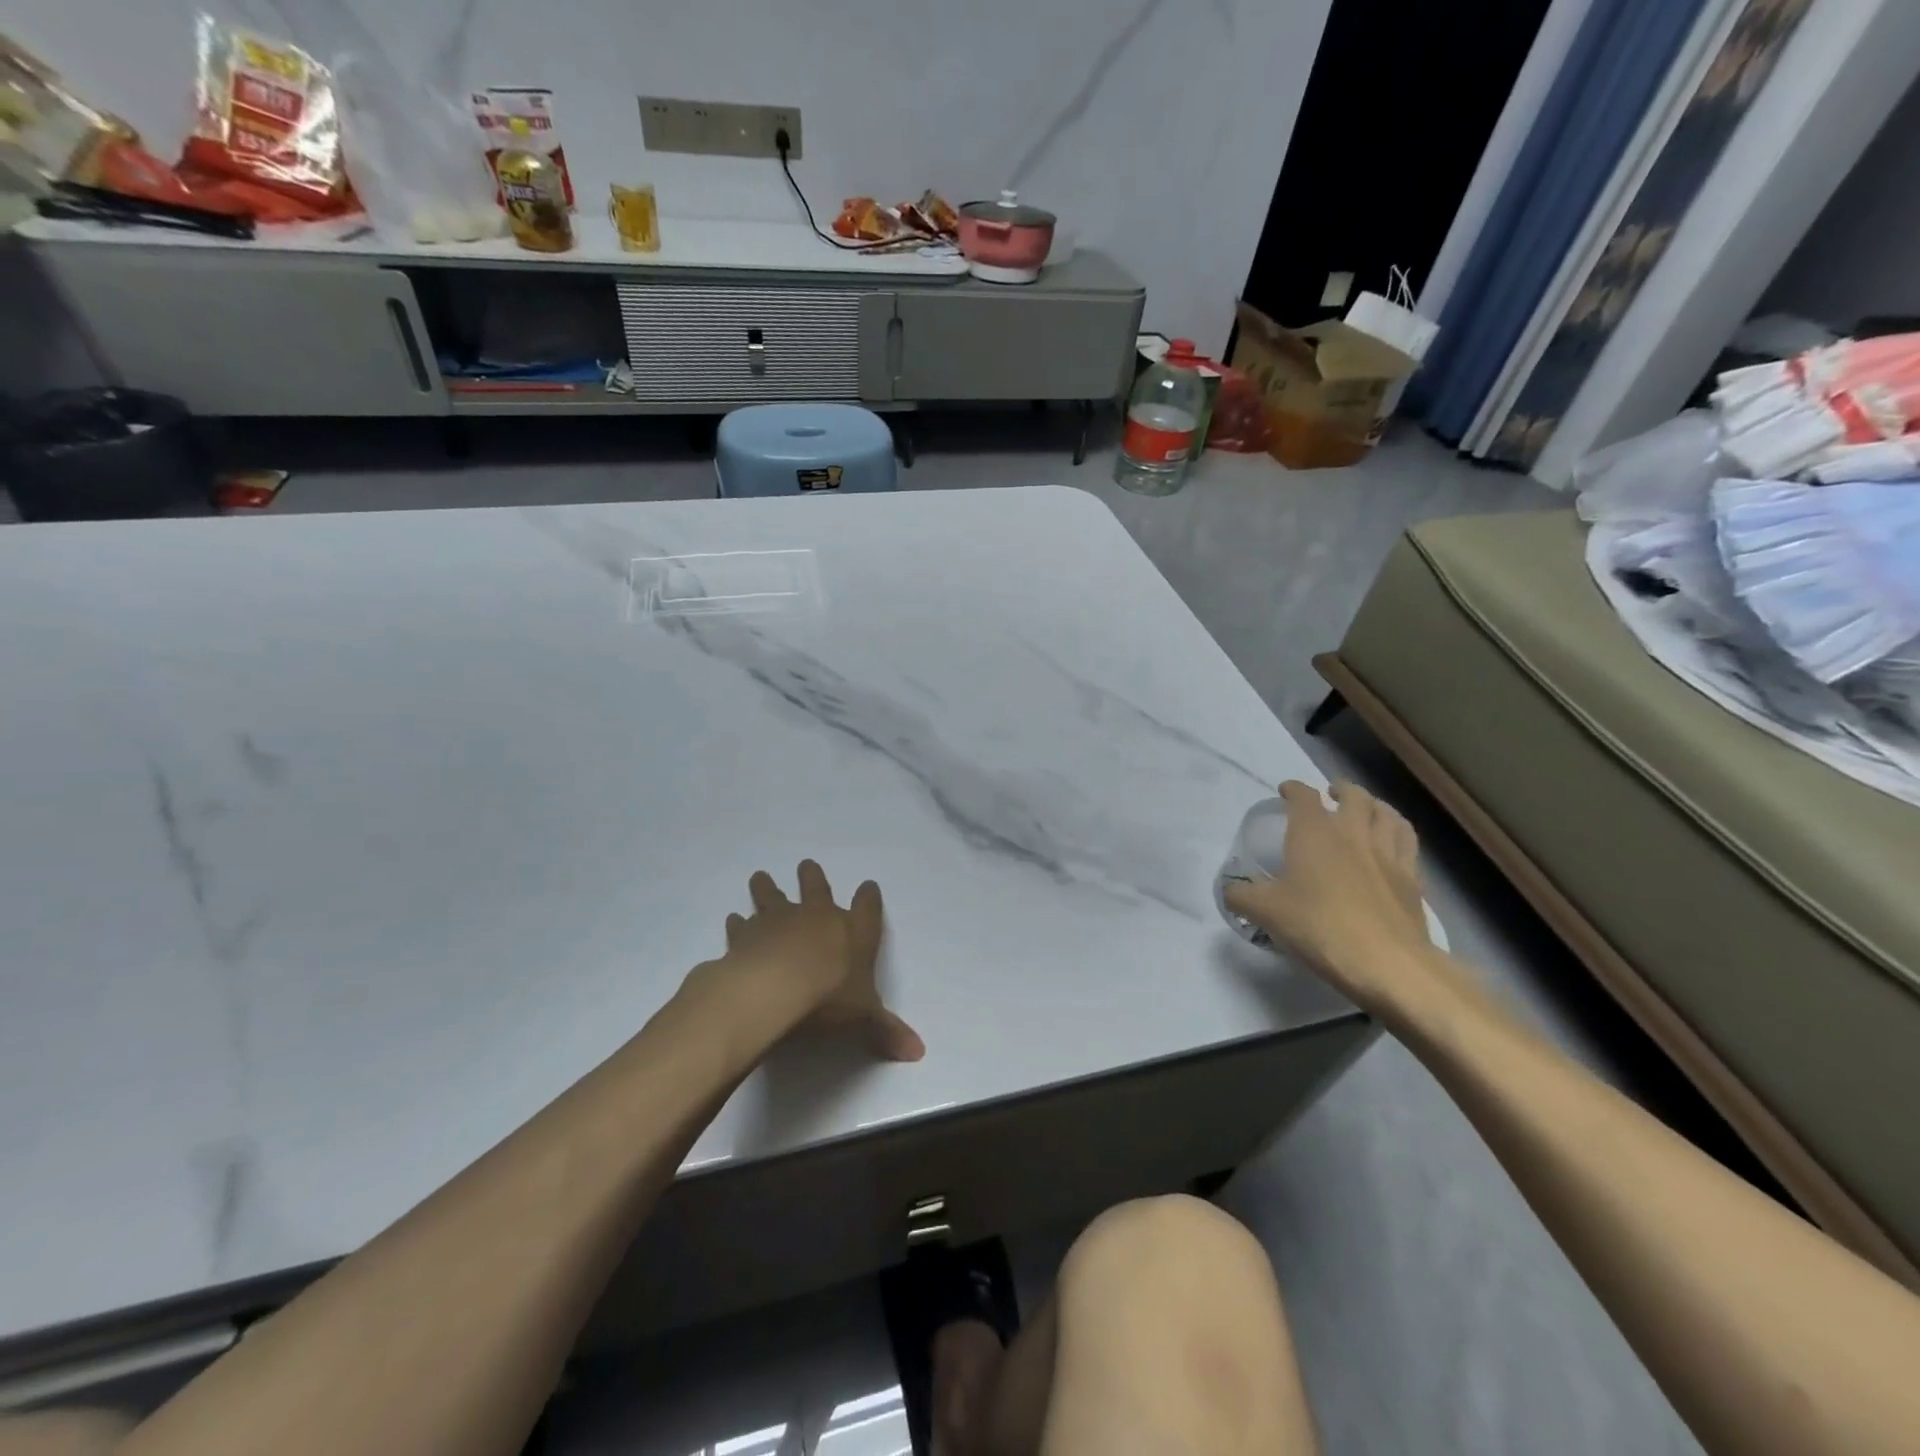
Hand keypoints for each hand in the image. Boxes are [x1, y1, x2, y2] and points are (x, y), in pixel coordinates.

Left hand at [722, 860, 924, 1061]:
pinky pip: (741, 925)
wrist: (773, 991)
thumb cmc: (828, 1000)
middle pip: (816, 888)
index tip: (868, 886)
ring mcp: (778, 922)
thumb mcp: (864, 1018)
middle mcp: (817, 917)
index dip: (869, 897)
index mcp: (853, 931)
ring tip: (760, 876)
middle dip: (813, 877)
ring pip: (773, 896)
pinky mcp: (745, 935)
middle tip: (806, 865)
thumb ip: (886, 1030)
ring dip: (768, 888)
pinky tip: (733, 920)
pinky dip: (737, 924)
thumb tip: (918, 1052)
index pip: (867, 907)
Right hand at [1223, 781, 1433, 1015]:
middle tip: (1331, 795)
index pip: (1303, 796)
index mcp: (1313, 832)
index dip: (1293, 790)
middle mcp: (1353, 832)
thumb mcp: (1265, 913)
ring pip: (1387, 813)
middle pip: (1354, 795)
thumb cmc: (1319, 927)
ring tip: (1366, 810)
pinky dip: (1397, 831)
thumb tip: (1230, 889)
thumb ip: (1240, 895)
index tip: (1285, 792)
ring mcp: (1388, 853)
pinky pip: (1407, 841)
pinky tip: (1391, 843)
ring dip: (1374, 805)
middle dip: (1340, 790)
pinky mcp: (1412, 878)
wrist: (1387, 963)